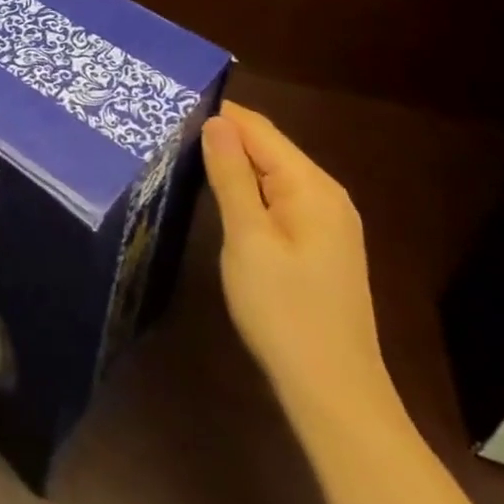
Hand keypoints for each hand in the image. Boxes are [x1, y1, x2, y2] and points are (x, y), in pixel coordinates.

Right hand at [201, 100, 389, 412]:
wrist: (334, 396)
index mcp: (312, 186)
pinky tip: (220, 194)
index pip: (258, 128)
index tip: (171, 108)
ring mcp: (327, 221)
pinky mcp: (319, 244)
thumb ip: (231, 175)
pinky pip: (278, 197)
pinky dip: (248, 188)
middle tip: (169, 130)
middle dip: (222, 136)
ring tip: (184, 154)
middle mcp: (326, 194)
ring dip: (233, 163)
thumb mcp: (247, 238)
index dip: (216, 114)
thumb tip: (215, 121)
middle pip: (266, 147)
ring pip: (271, 172)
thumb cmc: (284, 311)